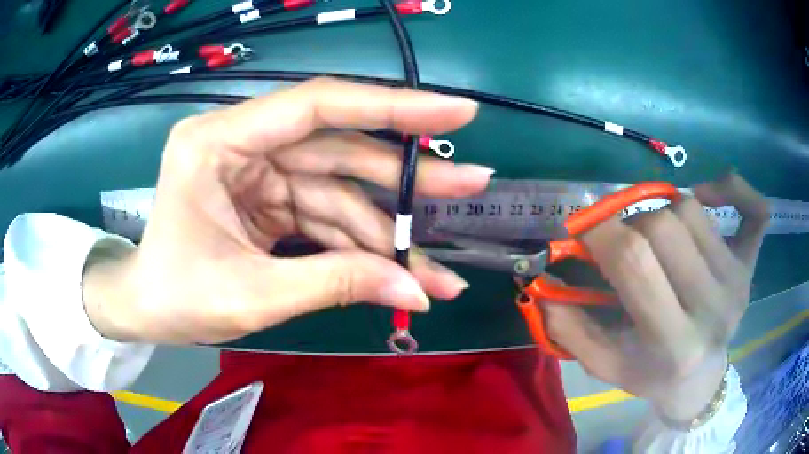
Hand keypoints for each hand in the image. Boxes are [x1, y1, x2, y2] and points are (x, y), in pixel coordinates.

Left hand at [82, 77, 492, 344]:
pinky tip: (400, 272)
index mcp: (218, 143)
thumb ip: (334, 284)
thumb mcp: (252, 295)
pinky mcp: (270, 198)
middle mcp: (243, 143)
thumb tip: (416, 290)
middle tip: (473, 183)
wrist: (147, 310)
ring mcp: (260, 171)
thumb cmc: (176, 299)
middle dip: (407, 176)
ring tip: (440, 267)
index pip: (317, 107)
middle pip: (340, 148)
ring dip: (392, 229)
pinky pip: (328, 215)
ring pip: (342, 190)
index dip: (392, 106)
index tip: (456, 113)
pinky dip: (364, 246)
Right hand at [544, 172, 768, 421]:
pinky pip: (754, 208)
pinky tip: (707, 194)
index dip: (599, 231)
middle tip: (620, 240)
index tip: (581, 229)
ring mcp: (738, 280)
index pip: (635, 260)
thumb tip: (544, 282)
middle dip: (629, 222)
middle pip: (663, 223)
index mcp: (674, 343)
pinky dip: (732, 187)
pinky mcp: (751, 264)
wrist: (700, 379)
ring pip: (691, 208)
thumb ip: (570, 328)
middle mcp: (714, 306)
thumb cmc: (651, 375)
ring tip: (657, 237)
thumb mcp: (605, 366)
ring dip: (663, 212)